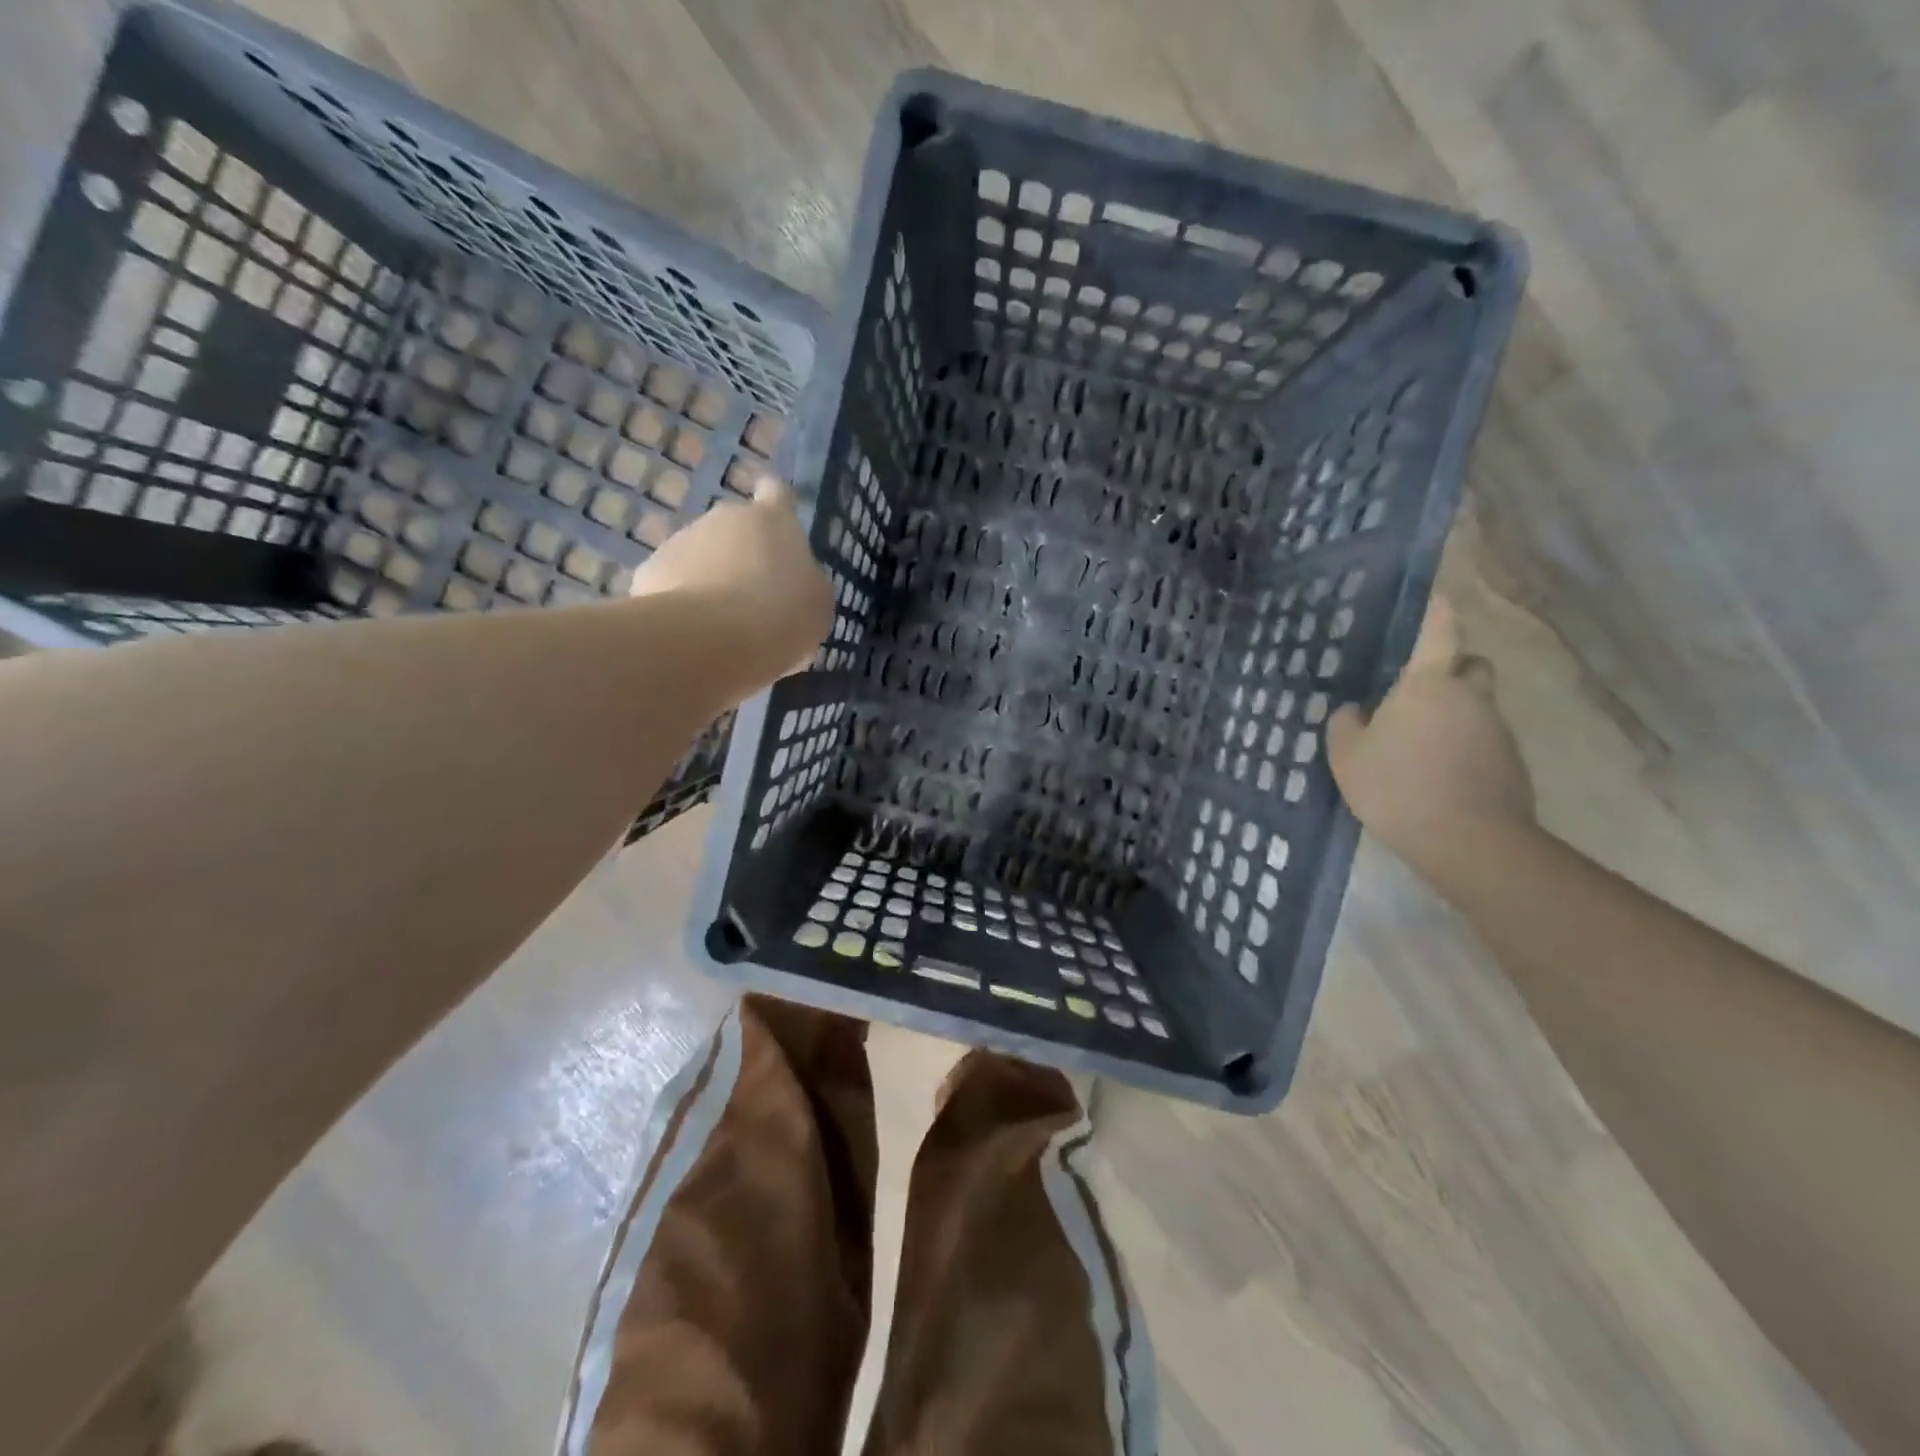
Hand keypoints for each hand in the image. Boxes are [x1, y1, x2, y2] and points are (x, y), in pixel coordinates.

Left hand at [629, 475, 833, 675]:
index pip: (776, 493)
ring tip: (722, 626)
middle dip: (741, 556)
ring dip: (711, 581)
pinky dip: (682, 604)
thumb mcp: (816, 604)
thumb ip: (806, 584)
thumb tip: (796, 582)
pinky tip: (692, 634)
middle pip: (735, 530)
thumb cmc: (781, 615)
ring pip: (701, 557)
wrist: (711, 638)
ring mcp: (681, 540)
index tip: (776, 520)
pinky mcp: (649, 570)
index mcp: (772, 520)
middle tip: (755, 600)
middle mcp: (724, 518)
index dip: (777, 504)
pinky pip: (672, 584)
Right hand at [1327, 597, 1533, 871]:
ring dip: (1454, 713)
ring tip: (1419, 744)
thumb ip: (1345, 725)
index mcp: (1428, 684)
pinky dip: (1464, 745)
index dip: (1439, 611)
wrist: (1466, 840)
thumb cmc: (1396, 785)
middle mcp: (1470, 696)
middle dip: (1452, 667)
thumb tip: (1354, 710)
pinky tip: (1437, 773)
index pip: (1439, 632)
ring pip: (1477, 705)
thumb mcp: (1347, 756)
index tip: (1439, 596)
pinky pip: (1483, 739)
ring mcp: (1497, 729)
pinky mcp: (1512, 761)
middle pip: (1471, 665)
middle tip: (1420, 689)